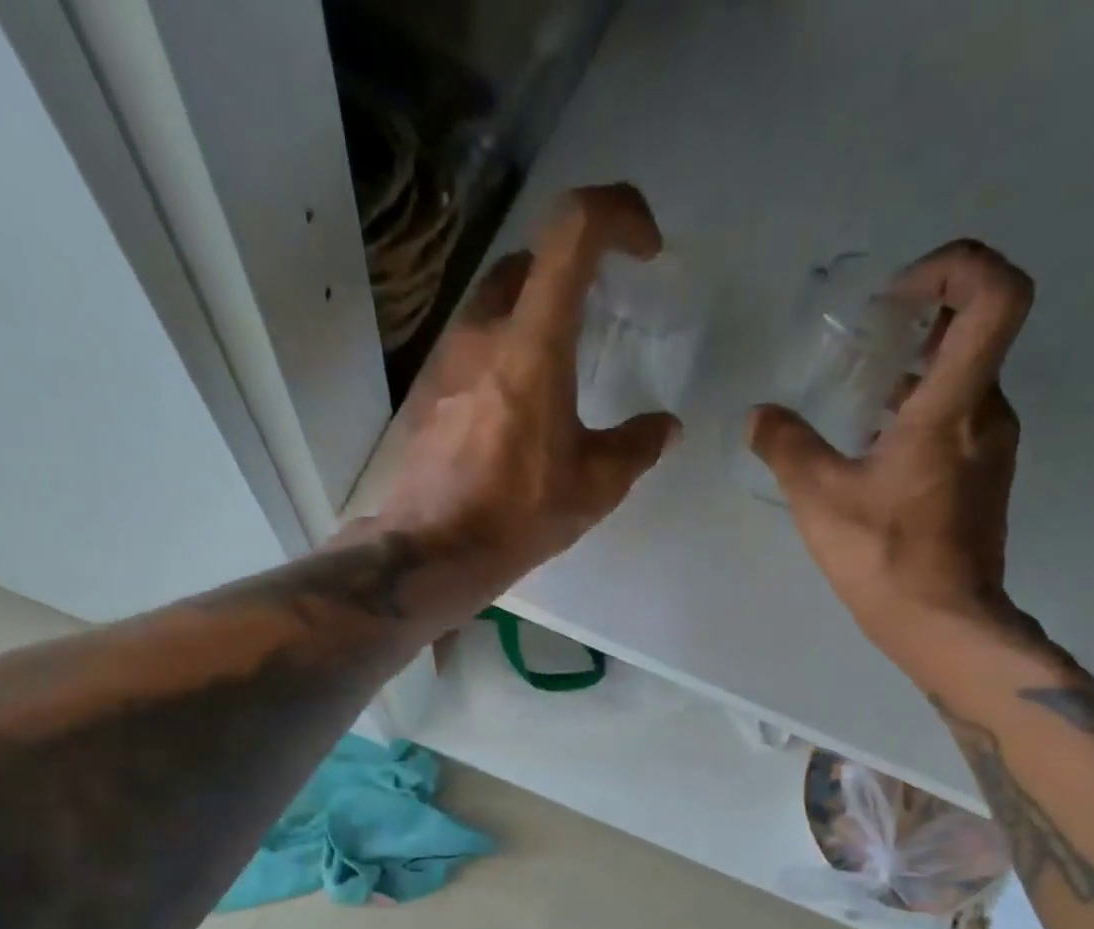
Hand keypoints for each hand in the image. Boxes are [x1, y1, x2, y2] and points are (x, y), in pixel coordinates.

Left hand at [378, 184, 681, 599]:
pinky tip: (520, 406)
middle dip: (576, 269)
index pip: (573, 229)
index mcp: (533, 341)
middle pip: (532, 258)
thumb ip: (637, 446)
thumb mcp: (595, 486)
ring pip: (498, 299)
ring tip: (562, 368)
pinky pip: (475, 342)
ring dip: (536, 310)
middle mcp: (484, 329)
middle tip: (602, 314)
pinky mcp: (428, 385)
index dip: (618, 213)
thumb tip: (665, 427)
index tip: (645, 251)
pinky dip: (506, 348)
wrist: (432, 549)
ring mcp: (447, 354)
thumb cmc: (517, 514)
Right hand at [747, 239, 1035, 662]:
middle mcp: (987, 414)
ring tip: (858, 399)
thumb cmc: (885, 557)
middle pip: (976, 332)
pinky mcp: (985, 479)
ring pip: (964, 380)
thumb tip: (758, 416)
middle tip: (864, 341)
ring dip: (916, 373)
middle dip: (921, 320)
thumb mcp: (819, 499)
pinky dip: (921, 413)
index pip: (997, 294)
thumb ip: (787, 447)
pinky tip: (874, 450)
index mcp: (954, 406)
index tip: (898, 295)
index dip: (957, 266)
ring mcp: (992, 448)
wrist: (943, 624)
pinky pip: (959, 420)